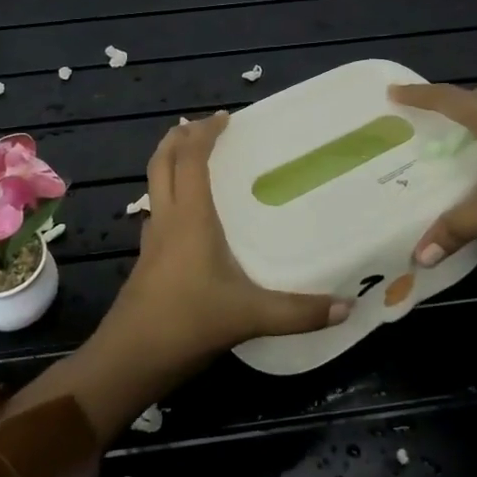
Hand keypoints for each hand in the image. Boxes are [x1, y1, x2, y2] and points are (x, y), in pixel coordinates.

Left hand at [106, 111, 350, 372]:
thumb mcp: (249, 316)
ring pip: (155, 185)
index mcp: (189, 217)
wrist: (129, 359)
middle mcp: (167, 219)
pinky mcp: (147, 260)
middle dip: (179, 137)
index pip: (190, 158)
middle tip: (204, 126)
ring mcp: (152, 240)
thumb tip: (347, 307)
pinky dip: (171, 195)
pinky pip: (158, 211)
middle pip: (162, 162)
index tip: (225, 117)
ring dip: (171, 163)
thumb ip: (298, 312)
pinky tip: (191, 216)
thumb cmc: (186, 323)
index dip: (204, 132)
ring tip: (197, 160)